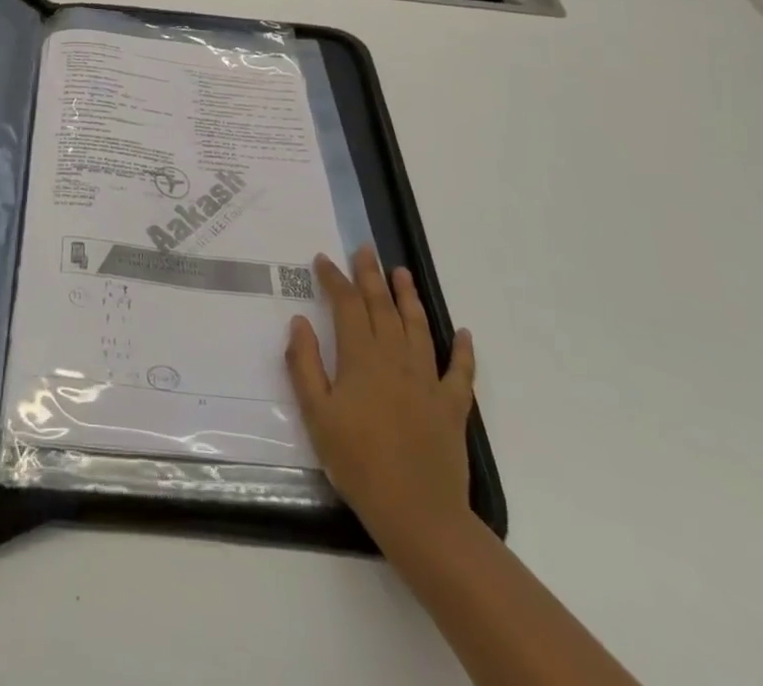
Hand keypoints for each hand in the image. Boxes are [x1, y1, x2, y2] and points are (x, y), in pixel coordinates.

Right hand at [287, 247, 476, 558]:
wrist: (417, 513)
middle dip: (371, 276)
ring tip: (402, 273)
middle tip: (365, 250)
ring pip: (418, 327)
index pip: (346, 305)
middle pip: (382, 307)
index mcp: (361, 358)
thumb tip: (299, 322)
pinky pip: (460, 371)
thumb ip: (304, 364)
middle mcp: (395, 358)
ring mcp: (427, 380)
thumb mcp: (316, 415)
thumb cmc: (357, 462)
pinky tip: (463, 334)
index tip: (323, 260)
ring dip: (409, 297)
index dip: (334, 279)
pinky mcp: (452, 406)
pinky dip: (463, 350)